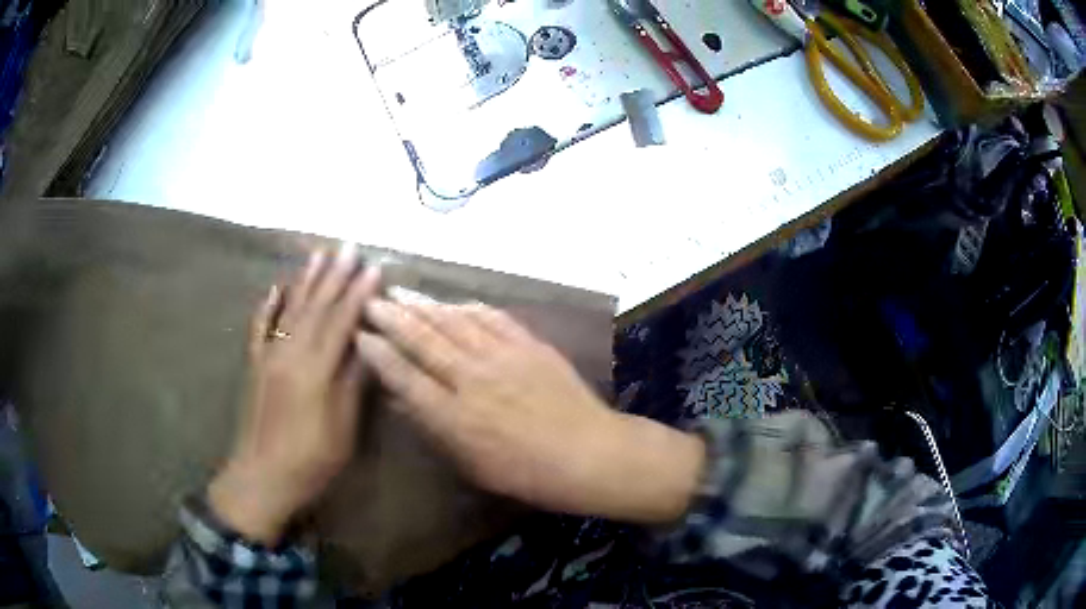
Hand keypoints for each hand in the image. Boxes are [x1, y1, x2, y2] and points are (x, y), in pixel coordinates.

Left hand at [208, 248, 379, 545]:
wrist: (262, 477)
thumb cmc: (310, 459)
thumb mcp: (342, 428)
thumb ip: (353, 383)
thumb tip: (367, 344)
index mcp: (315, 368)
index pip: (341, 321)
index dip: (359, 294)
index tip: (374, 267)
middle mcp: (290, 352)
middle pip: (315, 306)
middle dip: (334, 275)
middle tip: (348, 246)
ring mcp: (269, 355)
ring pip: (290, 309)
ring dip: (305, 280)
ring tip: (317, 254)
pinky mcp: (255, 365)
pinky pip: (260, 327)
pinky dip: (267, 305)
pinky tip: (275, 287)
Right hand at [355, 300, 705, 522]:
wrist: (588, 453)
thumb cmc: (527, 473)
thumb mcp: (472, 464)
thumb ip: (434, 429)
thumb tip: (402, 400)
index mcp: (455, 416)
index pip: (404, 376)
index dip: (378, 353)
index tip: (359, 335)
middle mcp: (472, 379)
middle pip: (423, 340)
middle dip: (392, 318)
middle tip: (371, 301)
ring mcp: (502, 357)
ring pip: (454, 322)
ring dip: (424, 306)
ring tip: (402, 295)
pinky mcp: (528, 345)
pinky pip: (491, 318)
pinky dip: (466, 308)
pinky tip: (452, 303)